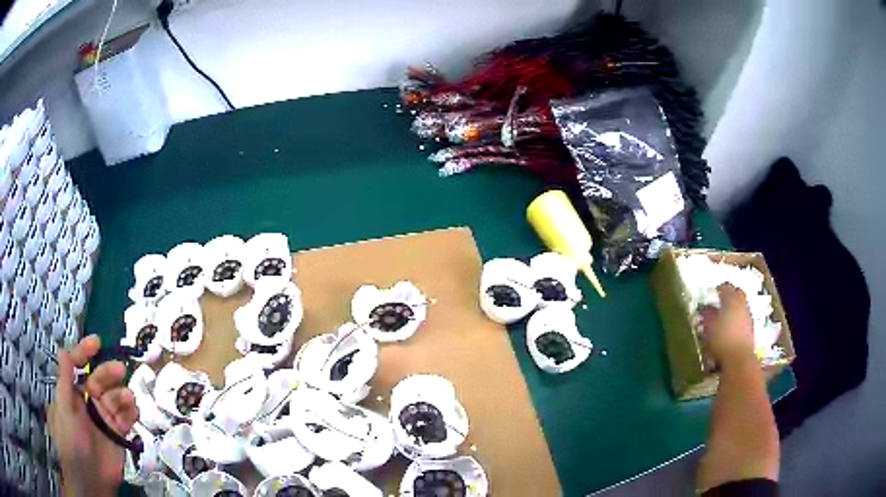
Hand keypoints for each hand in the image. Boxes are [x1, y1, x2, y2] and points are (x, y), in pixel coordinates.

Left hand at [47, 335, 139, 496]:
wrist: (89, 478)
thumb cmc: (70, 439)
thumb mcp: (63, 408)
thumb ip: (64, 380)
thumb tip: (64, 350)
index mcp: (72, 392)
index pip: (77, 366)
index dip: (85, 352)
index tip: (97, 342)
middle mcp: (87, 401)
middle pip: (99, 379)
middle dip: (109, 372)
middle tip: (120, 370)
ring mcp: (103, 418)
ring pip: (115, 397)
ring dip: (122, 393)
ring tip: (129, 398)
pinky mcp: (117, 434)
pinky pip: (126, 418)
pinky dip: (131, 411)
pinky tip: (134, 410)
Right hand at [700, 284, 755, 368]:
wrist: (739, 358)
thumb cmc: (722, 339)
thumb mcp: (709, 326)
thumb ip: (706, 315)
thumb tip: (704, 308)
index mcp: (732, 298)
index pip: (725, 286)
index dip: (718, 289)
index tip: (712, 293)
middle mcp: (742, 304)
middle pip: (736, 294)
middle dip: (729, 297)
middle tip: (720, 303)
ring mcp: (748, 316)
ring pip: (740, 307)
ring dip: (733, 309)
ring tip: (723, 318)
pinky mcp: (751, 329)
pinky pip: (742, 319)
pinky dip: (736, 321)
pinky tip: (729, 330)